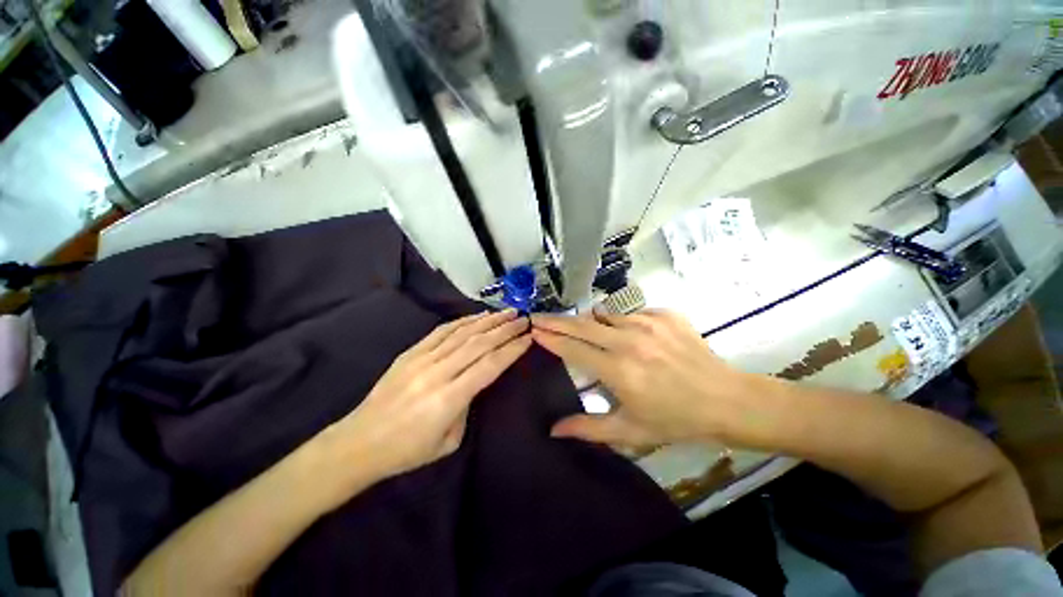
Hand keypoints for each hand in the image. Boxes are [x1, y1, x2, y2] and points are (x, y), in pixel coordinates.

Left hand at [330, 310, 530, 480]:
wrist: (359, 443)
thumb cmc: (407, 451)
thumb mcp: (449, 441)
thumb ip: (467, 406)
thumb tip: (474, 381)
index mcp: (449, 398)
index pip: (490, 366)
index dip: (511, 349)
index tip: (528, 337)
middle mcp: (438, 373)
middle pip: (479, 344)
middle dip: (505, 329)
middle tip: (523, 318)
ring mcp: (422, 359)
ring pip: (462, 333)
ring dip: (488, 321)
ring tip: (507, 312)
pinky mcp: (410, 353)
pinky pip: (441, 331)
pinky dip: (462, 322)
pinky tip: (477, 316)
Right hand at [530, 310, 772, 448]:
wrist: (725, 399)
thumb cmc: (675, 420)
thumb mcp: (630, 431)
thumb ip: (588, 428)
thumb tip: (553, 430)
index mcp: (618, 371)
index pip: (573, 348)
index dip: (550, 338)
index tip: (534, 330)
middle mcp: (629, 341)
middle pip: (582, 324)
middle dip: (556, 320)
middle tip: (539, 316)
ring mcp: (647, 323)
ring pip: (604, 316)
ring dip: (587, 321)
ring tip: (578, 326)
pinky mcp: (663, 315)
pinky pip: (629, 314)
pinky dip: (618, 321)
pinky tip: (621, 332)